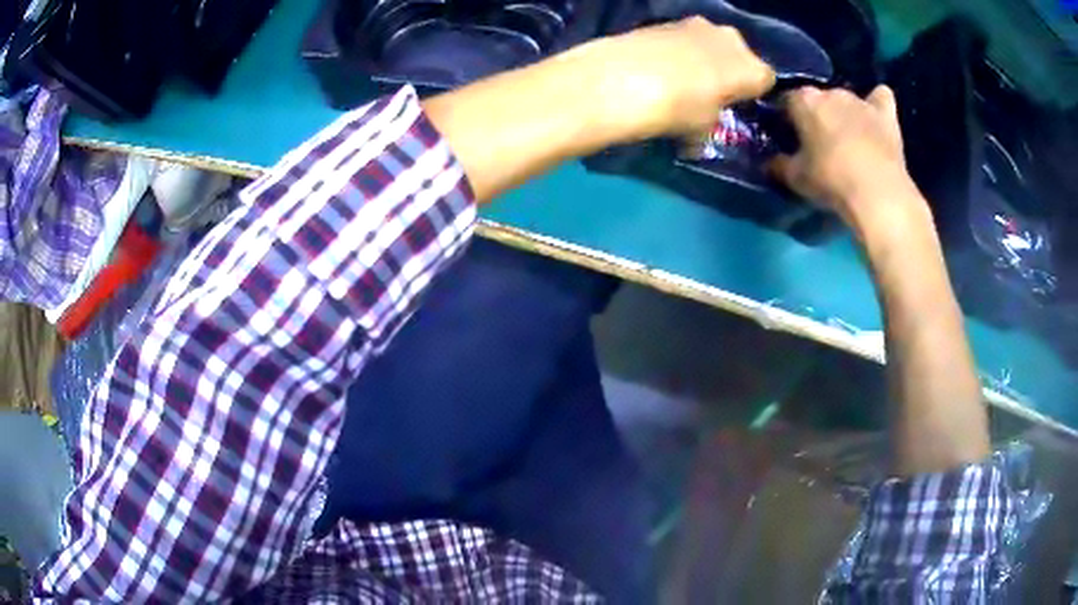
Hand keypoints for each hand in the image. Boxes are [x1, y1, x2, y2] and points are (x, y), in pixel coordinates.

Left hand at [580, 17, 775, 141]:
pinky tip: (658, 65)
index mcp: (752, 68)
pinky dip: (676, 48)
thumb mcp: (701, 132)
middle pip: (739, 55)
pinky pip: (682, 37)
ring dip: (702, 57)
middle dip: (728, 70)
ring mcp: (698, 24)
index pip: (766, 80)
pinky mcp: (666, 19)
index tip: (737, 105)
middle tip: (709, 92)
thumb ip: (708, 129)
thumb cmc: (679, 109)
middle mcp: (732, 39)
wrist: (624, 78)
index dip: (752, 93)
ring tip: (680, 78)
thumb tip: (696, 138)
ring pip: (710, 42)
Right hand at [769, 86, 926, 236]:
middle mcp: (830, 92)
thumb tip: (769, 162)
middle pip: (818, 98)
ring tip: (847, 138)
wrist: (877, 193)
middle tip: (818, 141)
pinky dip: (878, 103)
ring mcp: (860, 101)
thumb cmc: (831, 181)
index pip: (786, 100)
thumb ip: (779, 165)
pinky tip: (876, 113)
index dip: (786, 117)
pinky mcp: (885, 115)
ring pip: (846, 100)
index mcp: (803, 101)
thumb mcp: (795, 178)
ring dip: (844, 113)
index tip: (788, 135)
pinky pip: (881, 98)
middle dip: (816, 114)